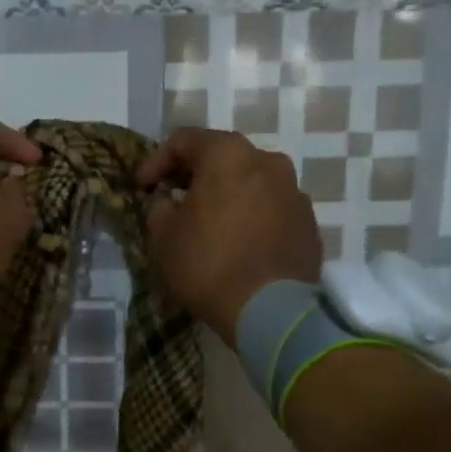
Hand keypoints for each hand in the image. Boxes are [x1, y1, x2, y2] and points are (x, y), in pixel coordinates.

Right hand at [137, 127, 321, 345]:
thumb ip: (159, 207)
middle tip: (174, 199)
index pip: (184, 140)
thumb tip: (167, 200)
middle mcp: (267, 161)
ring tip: (209, 223)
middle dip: (195, 175)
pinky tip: (238, 241)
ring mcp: (294, 190)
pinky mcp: (308, 221)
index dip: (156, 161)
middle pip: (222, 157)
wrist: (271, 311)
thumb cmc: (208, 264)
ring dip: (226, 194)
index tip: (142, 187)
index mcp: (228, 154)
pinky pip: (271, 207)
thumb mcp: (163, 236)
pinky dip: (251, 215)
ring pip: (250, 181)